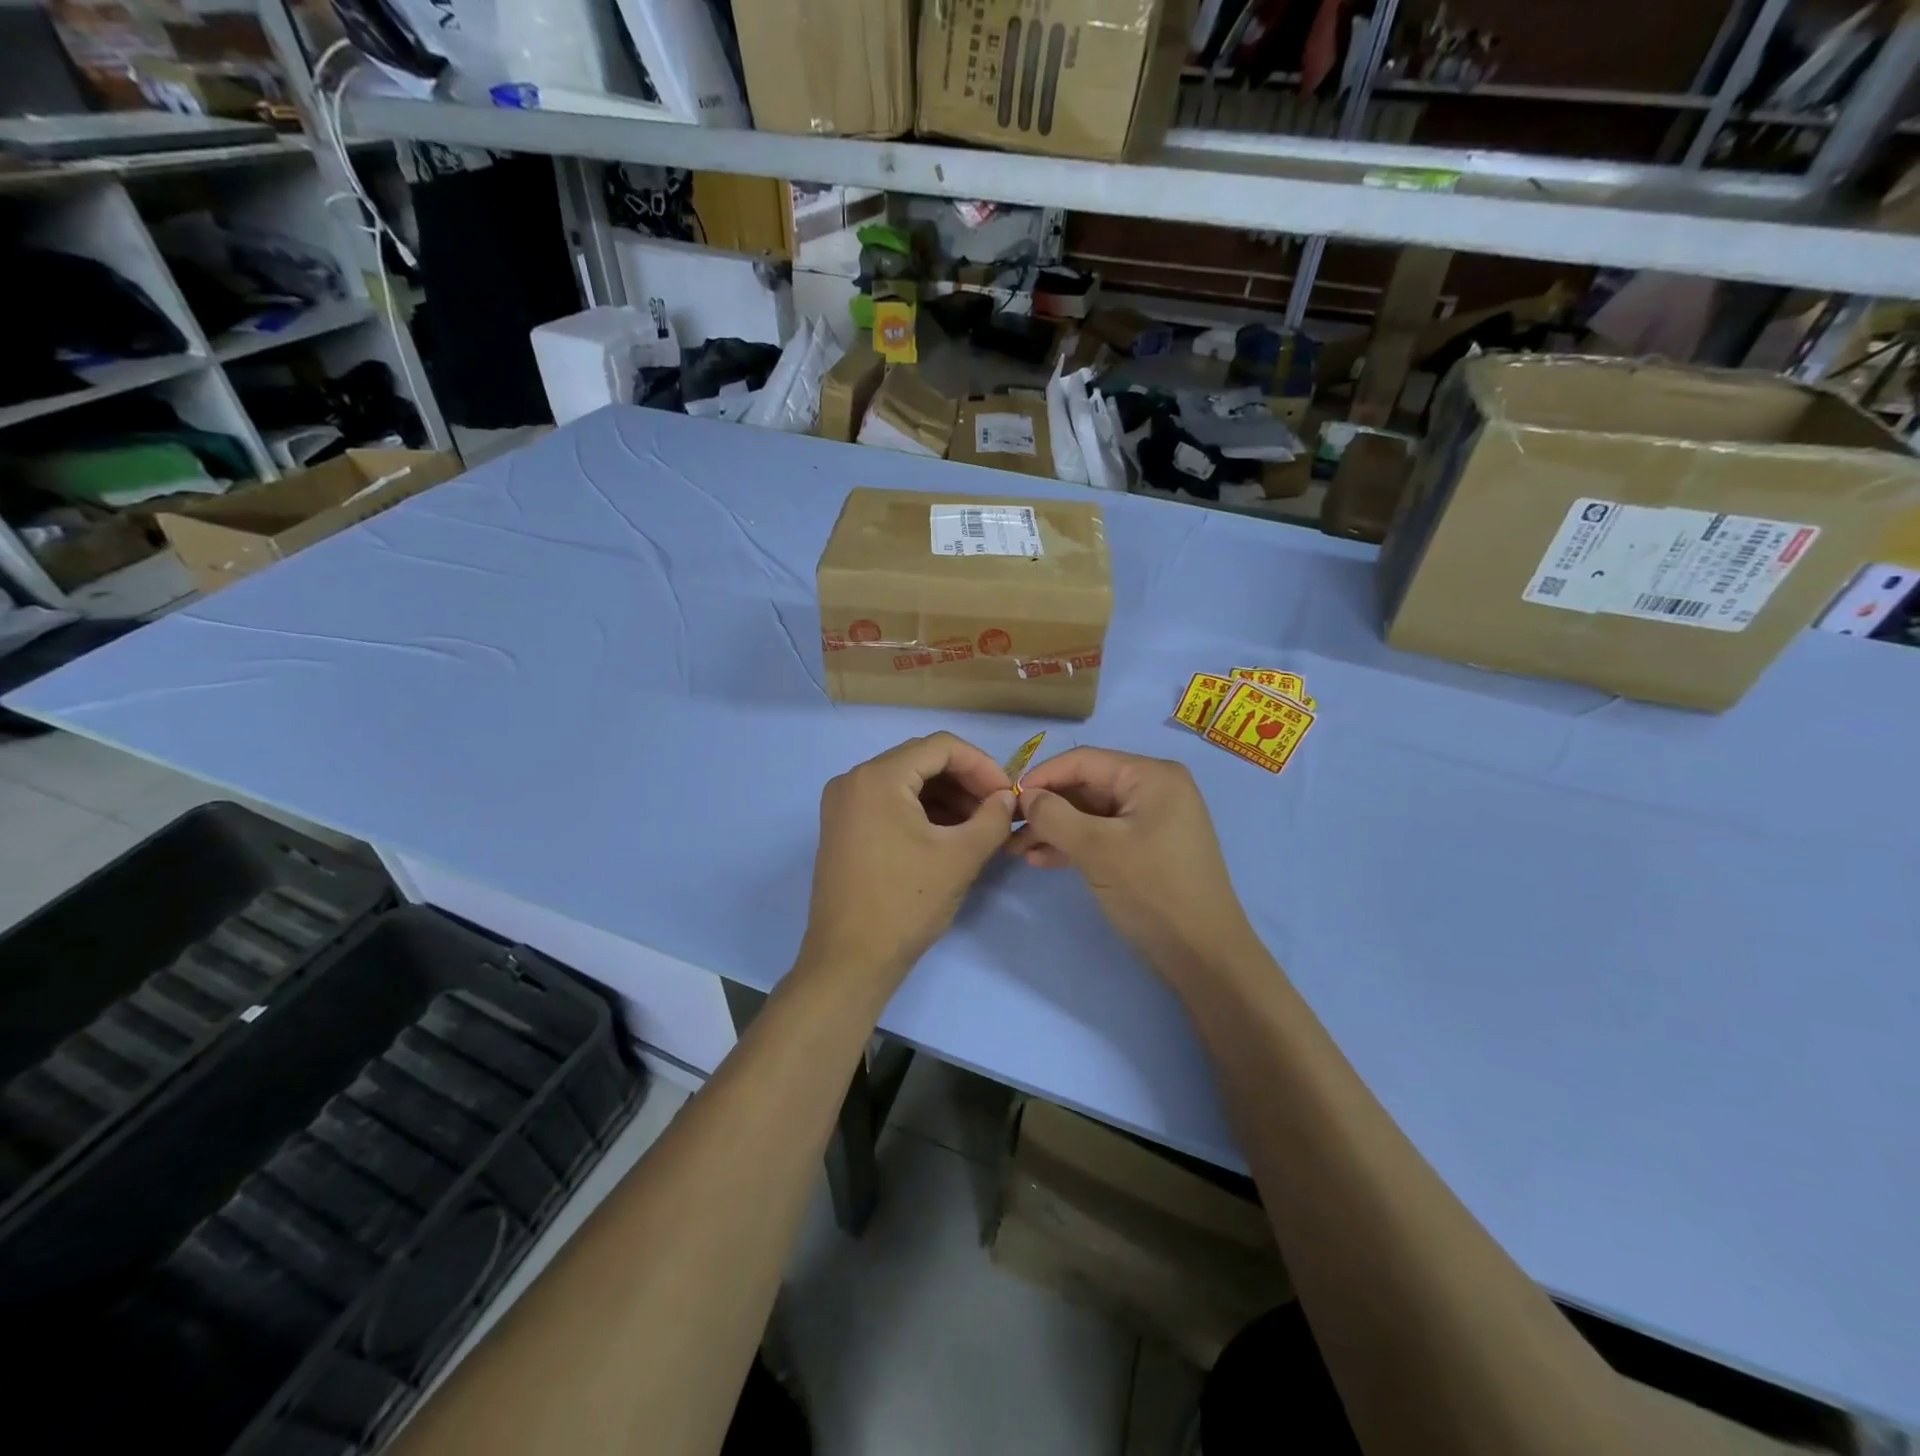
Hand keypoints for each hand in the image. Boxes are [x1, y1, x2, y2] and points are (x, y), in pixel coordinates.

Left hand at [800, 733, 1016, 990]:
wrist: (850, 960)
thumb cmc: (905, 903)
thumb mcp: (960, 857)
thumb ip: (993, 818)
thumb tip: (1007, 797)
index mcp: (877, 777)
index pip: (941, 746)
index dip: (982, 764)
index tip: (1008, 793)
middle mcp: (853, 780)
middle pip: (921, 761)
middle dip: (965, 781)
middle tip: (997, 809)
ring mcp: (843, 804)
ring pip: (906, 782)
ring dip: (946, 797)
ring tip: (979, 826)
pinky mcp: (842, 828)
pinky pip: (889, 803)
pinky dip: (922, 811)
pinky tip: (949, 835)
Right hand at [1010, 747, 1258, 981]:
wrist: (1204, 955)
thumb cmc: (1153, 891)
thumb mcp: (1097, 849)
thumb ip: (1055, 816)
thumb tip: (1025, 797)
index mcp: (1151, 776)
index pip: (1084, 761)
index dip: (1042, 776)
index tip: (1006, 799)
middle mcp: (1154, 789)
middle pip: (1086, 786)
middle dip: (1046, 807)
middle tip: (1008, 829)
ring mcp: (1153, 820)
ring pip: (1090, 813)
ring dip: (1054, 829)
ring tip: (1017, 849)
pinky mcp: (1147, 848)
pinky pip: (1103, 835)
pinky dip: (1073, 844)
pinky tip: (1041, 860)